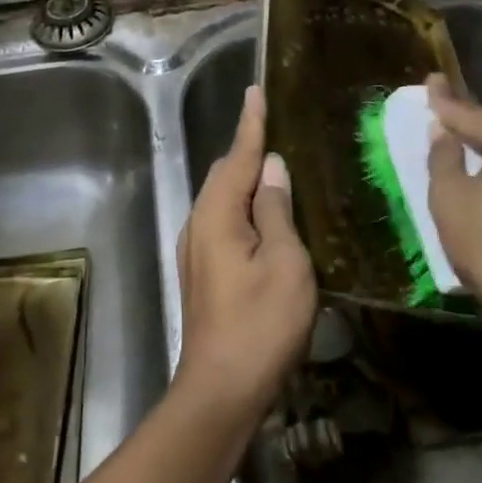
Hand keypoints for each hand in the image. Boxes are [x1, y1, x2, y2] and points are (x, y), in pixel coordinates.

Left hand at [174, 85, 317, 422]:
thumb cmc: (260, 325)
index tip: (255, 91)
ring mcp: (196, 250)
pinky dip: (245, 209)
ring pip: (223, 200)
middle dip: (250, 152)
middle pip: (225, 174)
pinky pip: (223, 222)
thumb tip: (273, 169)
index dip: (251, 123)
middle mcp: (199, 223)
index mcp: (217, 214)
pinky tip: (267, 220)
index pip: (238, 155)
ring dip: (248, 183)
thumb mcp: (285, 263)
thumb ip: (277, 210)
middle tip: (281, 134)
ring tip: (280, 173)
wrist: (220, 392)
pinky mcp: (203, 272)